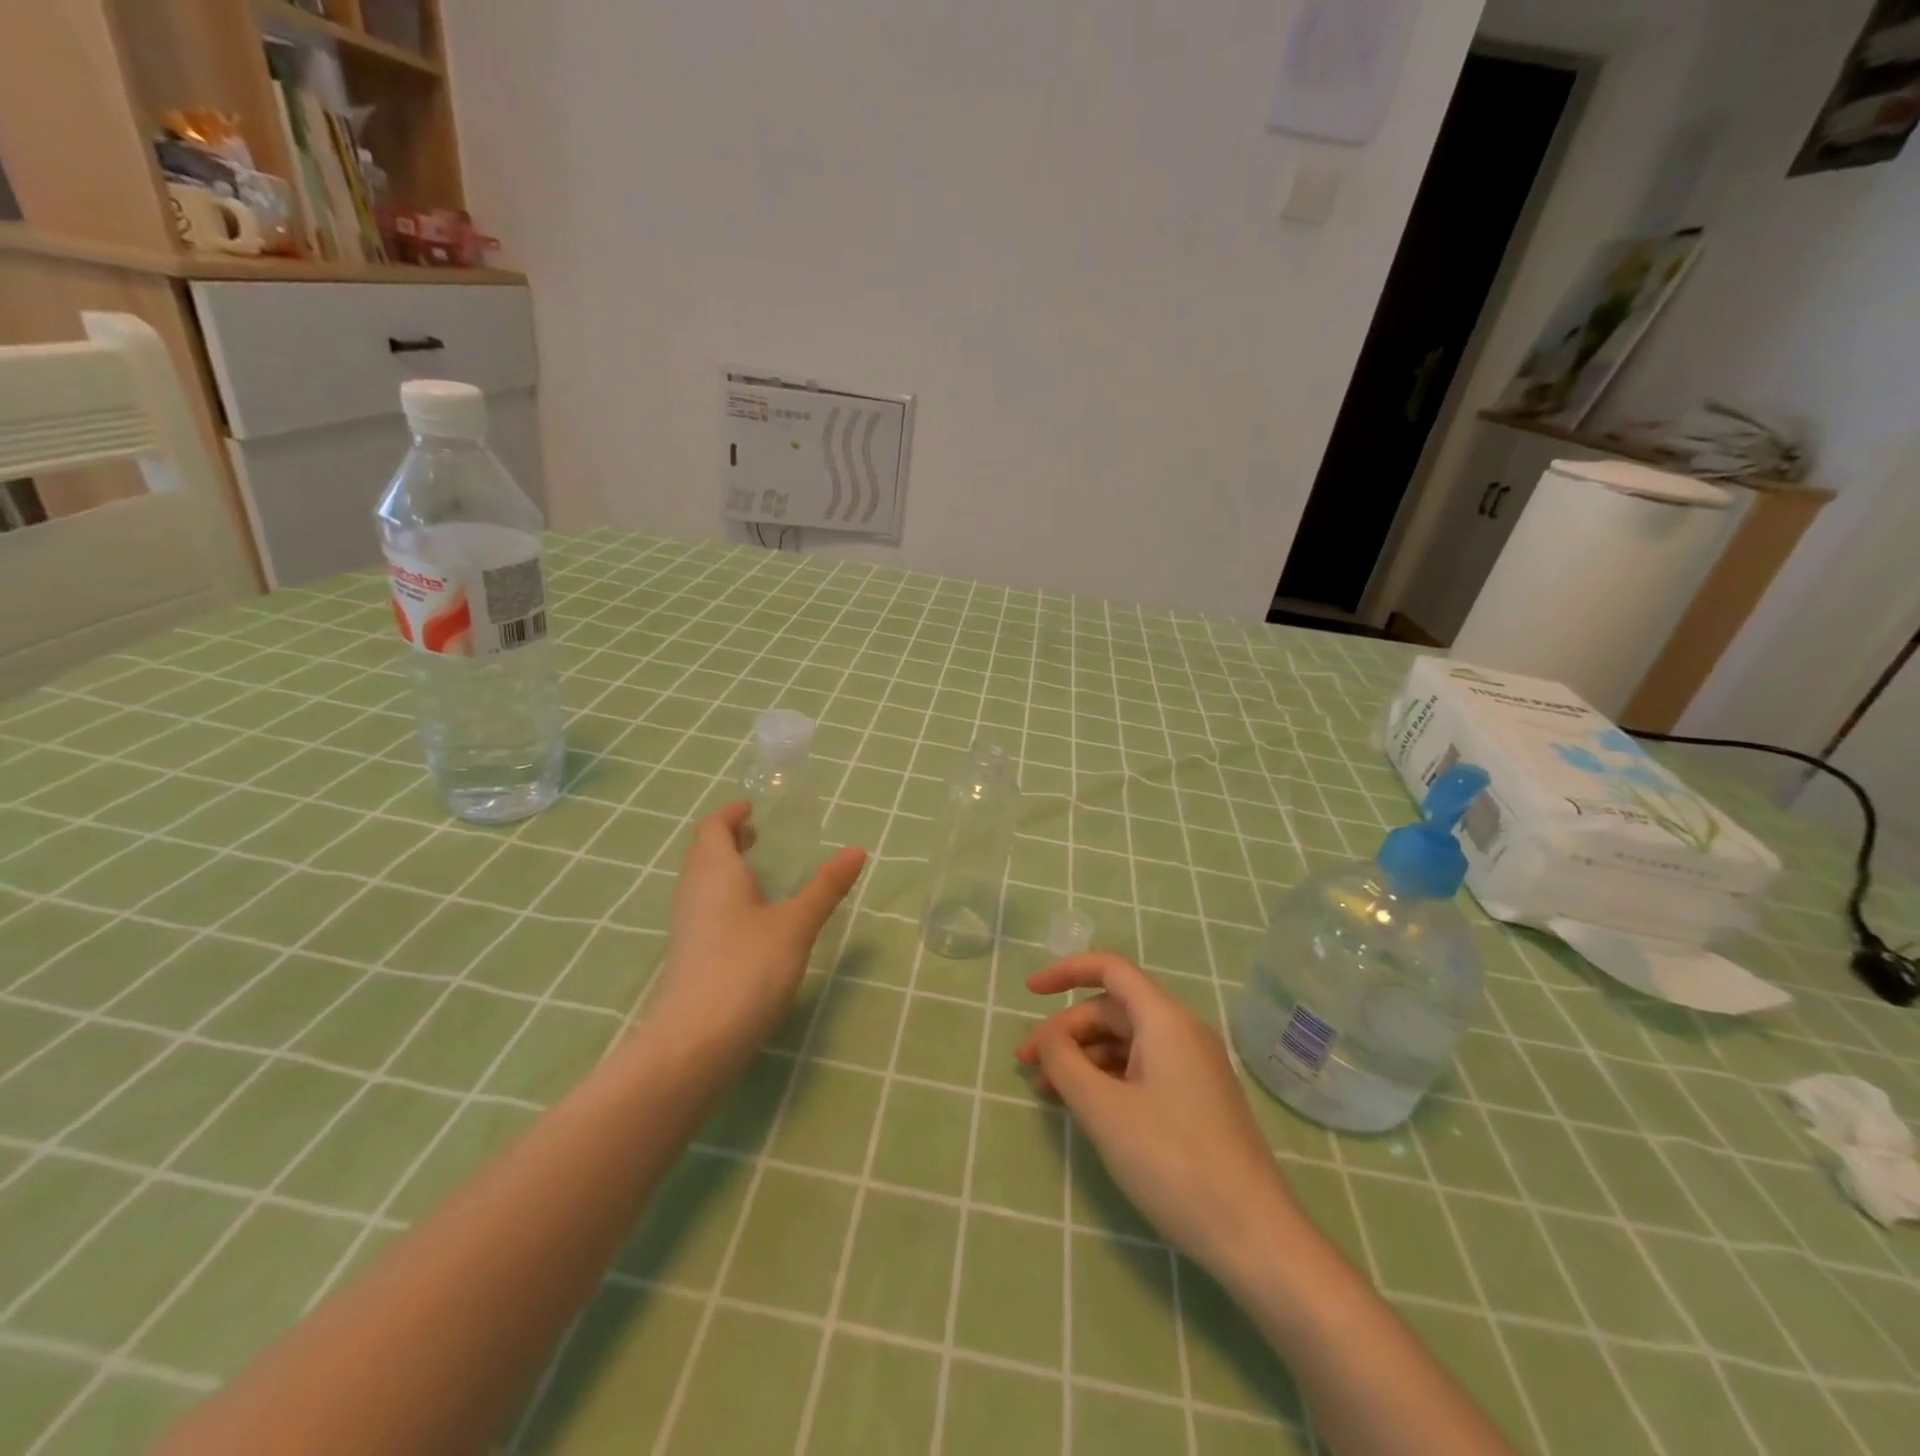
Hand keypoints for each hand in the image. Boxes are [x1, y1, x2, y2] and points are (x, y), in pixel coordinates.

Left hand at [647, 802, 864, 1058]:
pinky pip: (705, 908)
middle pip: (704, 852)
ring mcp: (686, 925)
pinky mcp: (689, 954)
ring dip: (727, 868)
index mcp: (714, 871)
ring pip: (703, 882)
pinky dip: (727, 897)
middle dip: (729, 839)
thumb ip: (826, 887)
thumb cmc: (748, 967)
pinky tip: (753, 919)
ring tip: (762, 873)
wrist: (698, 1041)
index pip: (712, 827)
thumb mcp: (796, 924)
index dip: (731, 814)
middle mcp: (693, 891)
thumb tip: (857, 850)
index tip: (754, 808)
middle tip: (761, 836)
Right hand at [1015, 953, 1304, 1282]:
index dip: (1066, 971)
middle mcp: (1182, 1032)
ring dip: (1082, 1057)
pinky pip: (1141, 1069)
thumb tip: (1047, 1037)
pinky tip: (1085, 1107)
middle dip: (1066, 1030)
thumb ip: (1064, 1063)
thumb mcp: (1104, 1111)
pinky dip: (1106, 1078)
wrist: (1254, 1236)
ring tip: (1047, 1091)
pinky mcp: (1196, 1099)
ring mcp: (1193, 1067)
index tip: (1029, 992)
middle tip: (1027, 1065)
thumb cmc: (1173, 1162)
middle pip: (1113, 1009)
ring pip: (1125, 1042)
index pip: (1110, 969)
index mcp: (1165, 1020)